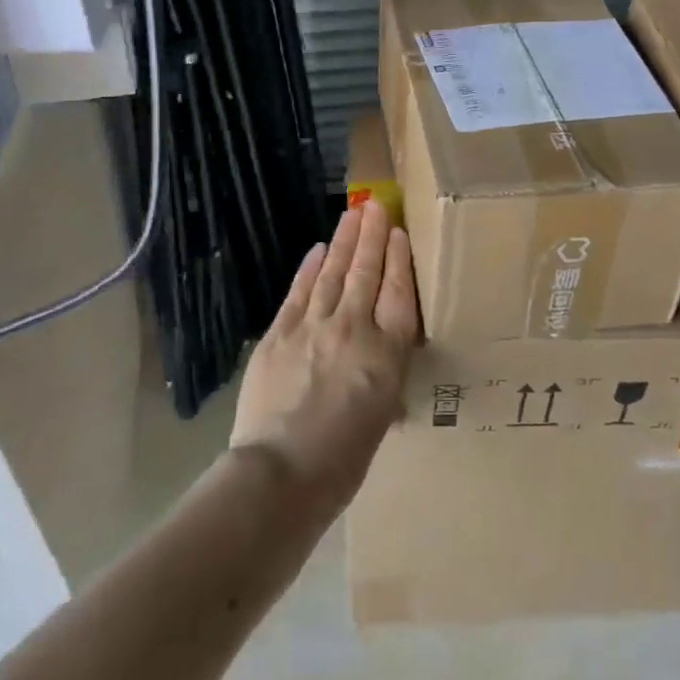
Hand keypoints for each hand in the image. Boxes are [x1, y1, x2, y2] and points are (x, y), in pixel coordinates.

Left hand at [231, 199, 418, 508]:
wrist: (281, 475)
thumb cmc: (344, 460)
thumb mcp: (383, 416)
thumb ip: (384, 376)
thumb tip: (381, 360)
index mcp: (387, 353)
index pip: (399, 292)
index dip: (399, 258)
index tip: (397, 232)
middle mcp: (354, 329)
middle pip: (366, 273)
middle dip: (372, 236)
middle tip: (375, 204)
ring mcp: (313, 328)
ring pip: (333, 274)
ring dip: (343, 241)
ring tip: (351, 215)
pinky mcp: (279, 334)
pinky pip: (299, 293)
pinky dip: (309, 269)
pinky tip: (317, 250)